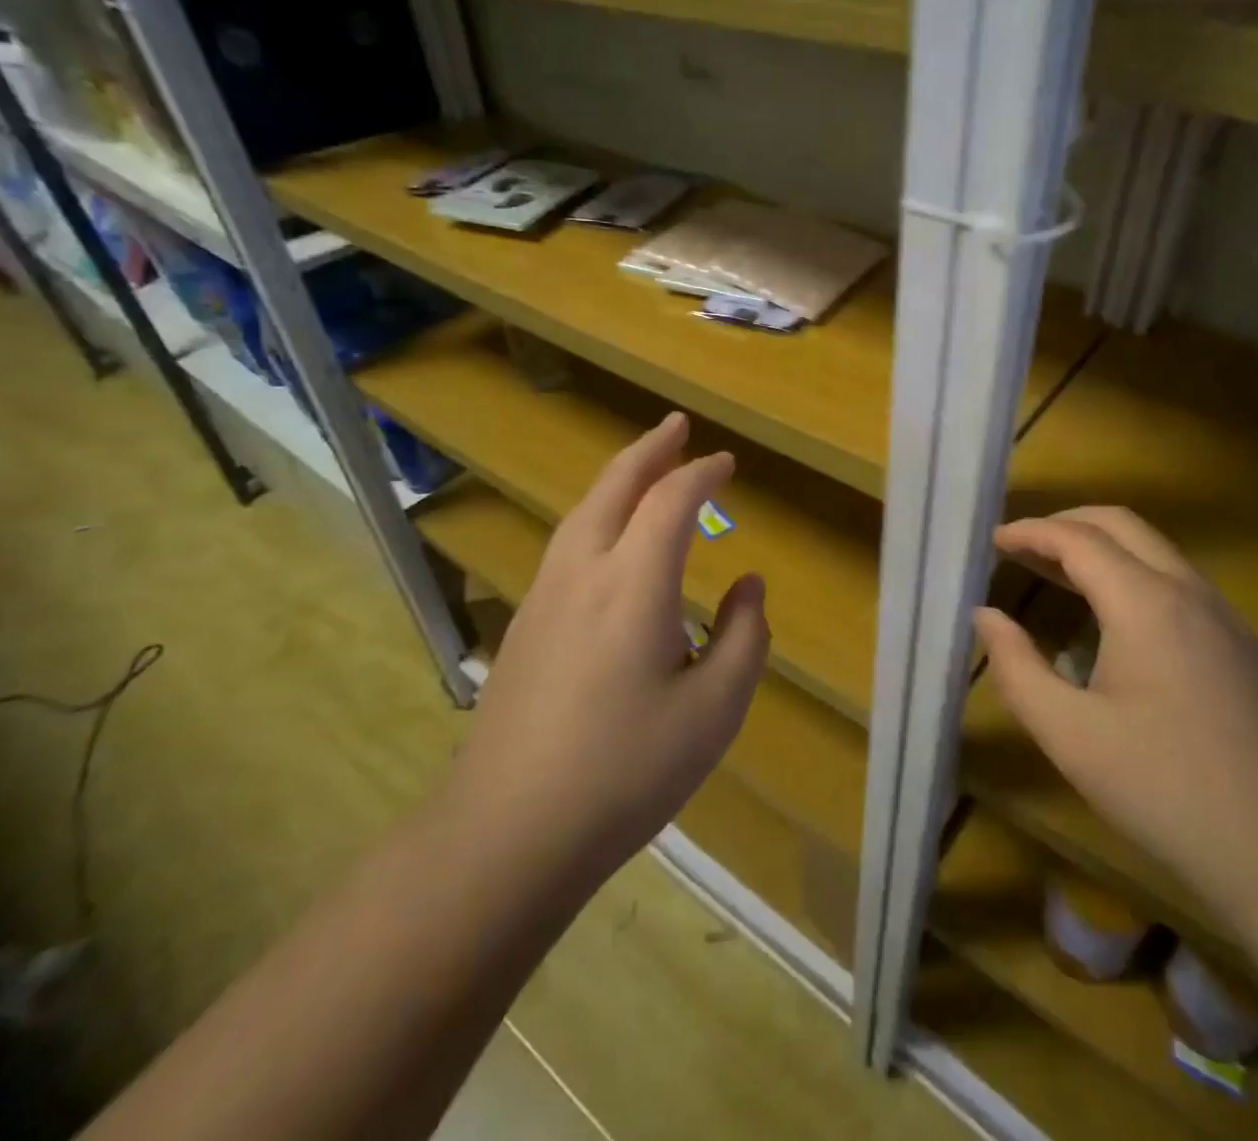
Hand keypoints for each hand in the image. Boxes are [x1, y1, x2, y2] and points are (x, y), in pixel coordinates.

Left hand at [448, 412, 769, 884]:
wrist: (508, 831)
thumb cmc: (626, 771)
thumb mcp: (714, 710)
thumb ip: (744, 637)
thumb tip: (749, 585)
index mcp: (634, 583)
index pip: (672, 501)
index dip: (702, 474)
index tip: (727, 463)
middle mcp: (584, 571)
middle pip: (615, 486)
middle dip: (650, 449)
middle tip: (677, 426)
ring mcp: (545, 595)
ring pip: (584, 511)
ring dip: (619, 478)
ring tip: (645, 466)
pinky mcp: (526, 622)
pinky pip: (567, 542)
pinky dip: (597, 513)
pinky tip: (607, 537)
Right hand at [975, 507, 1257, 931]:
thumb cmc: (1167, 790)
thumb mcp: (1069, 734)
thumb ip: (1016, 667)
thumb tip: (985, 616)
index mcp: (1145, 602)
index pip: (1078, 539)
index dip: (1030, 532)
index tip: (993, 541)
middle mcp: (1190, 593)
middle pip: (1122, 526)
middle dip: (1066, 523)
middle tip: (1021, 545)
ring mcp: (1226, 620)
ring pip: (1156, 552)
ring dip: (1102, 548)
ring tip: (1056, 574)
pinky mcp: (1244, 650)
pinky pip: (1178, 584)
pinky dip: (1132, 575)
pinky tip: (1114, 621)